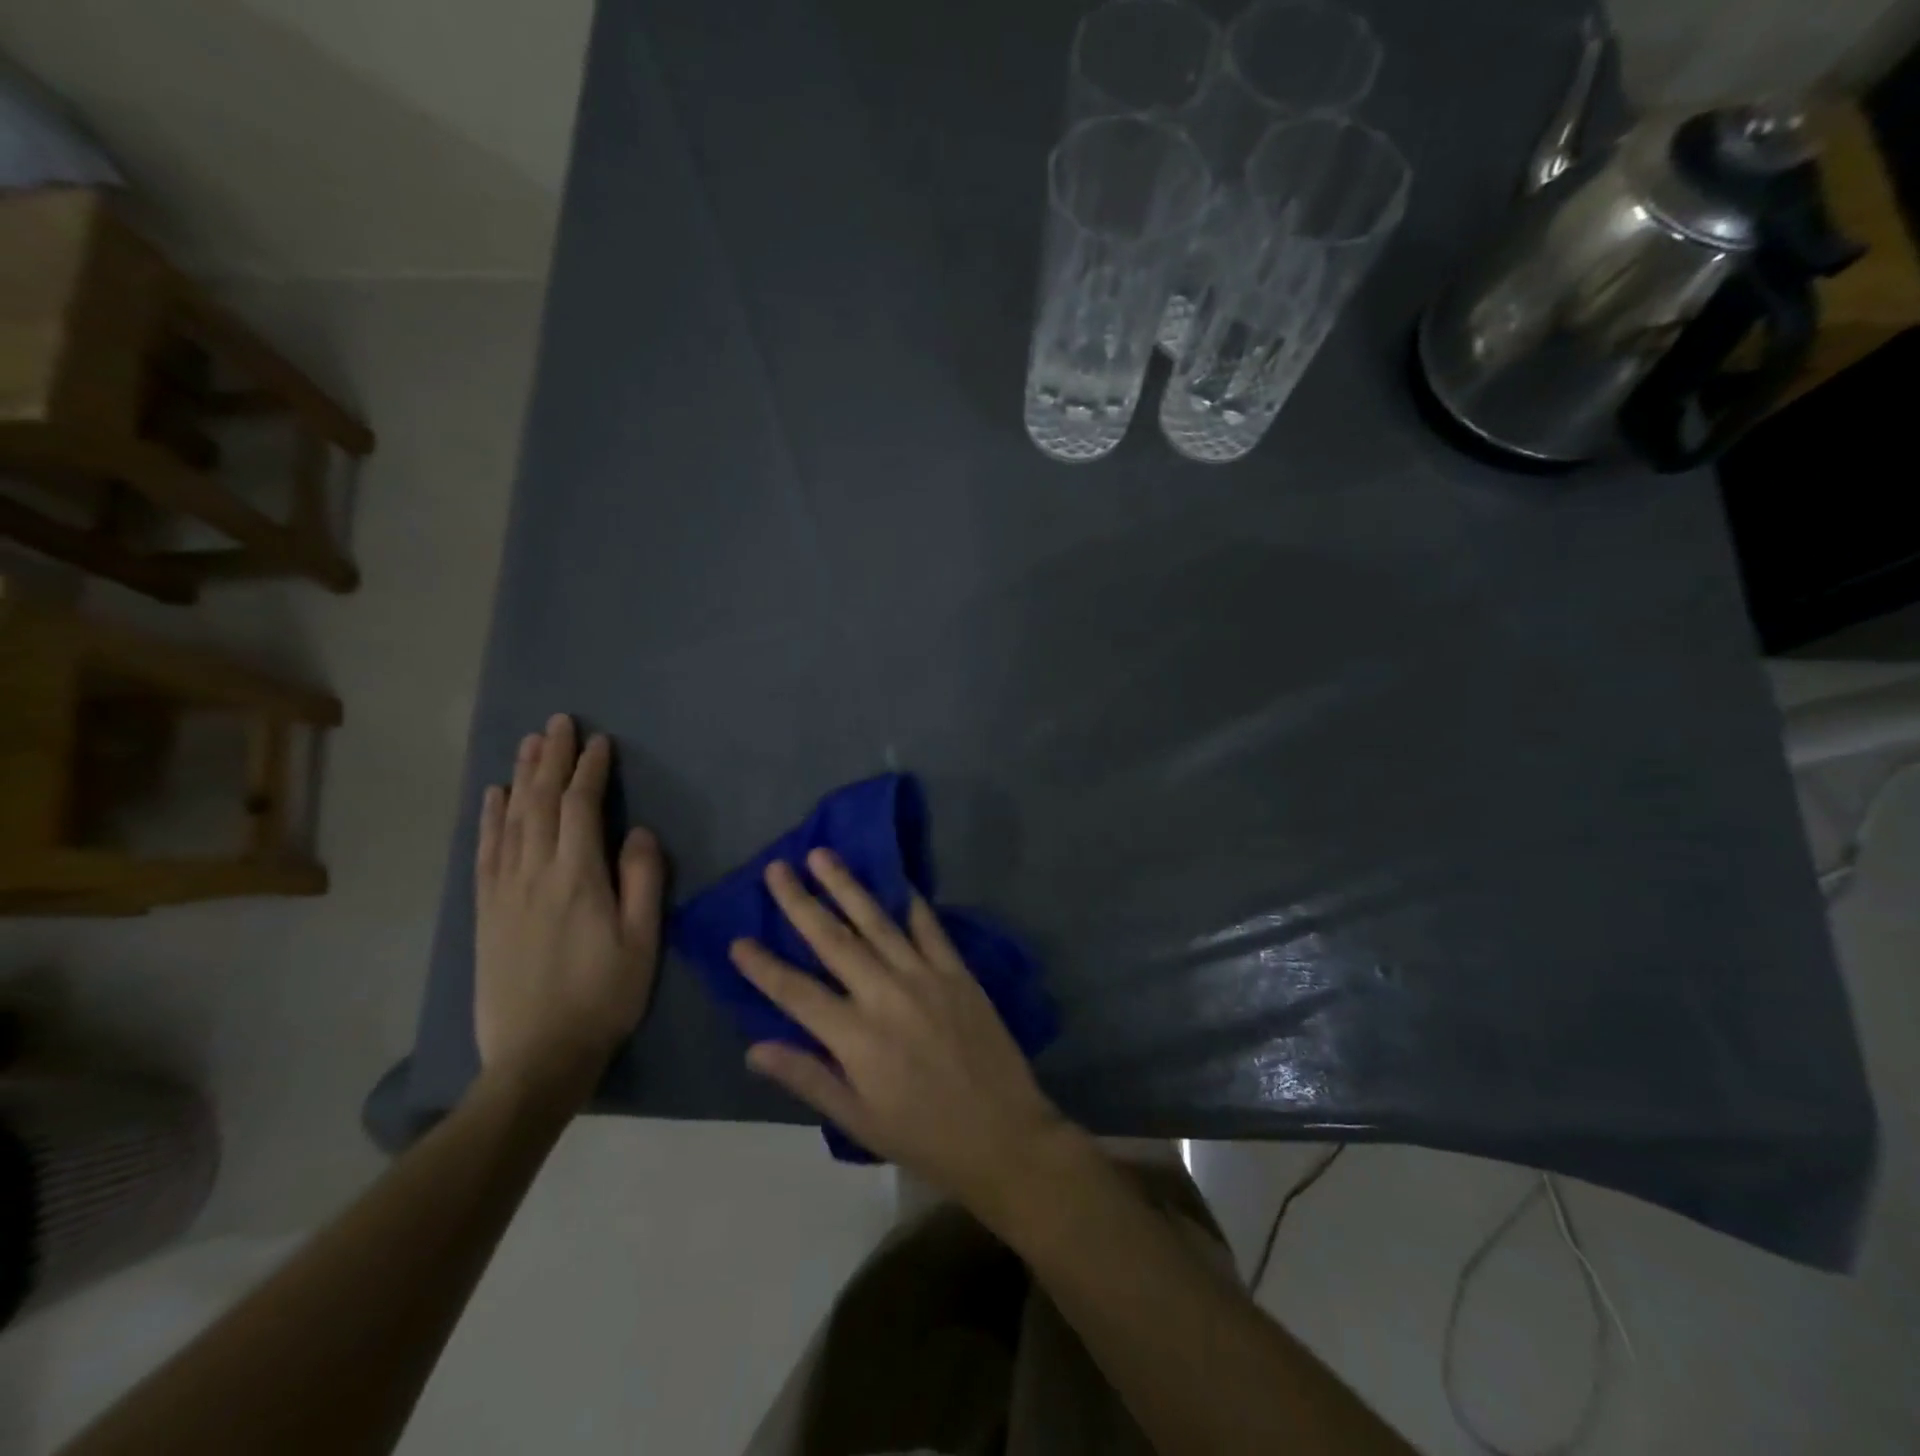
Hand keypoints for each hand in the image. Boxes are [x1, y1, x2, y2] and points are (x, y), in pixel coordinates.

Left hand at [475, 714, 664, 1099]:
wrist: (536, 1056)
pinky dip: (490, 818)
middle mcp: (534, 874)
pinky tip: (494, 797)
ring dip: (521, 777)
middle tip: (559, 722)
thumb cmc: (604, 997)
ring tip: (529, 743)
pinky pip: (485, 851)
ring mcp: (503, 892)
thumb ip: (643, 881)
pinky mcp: (485, 912)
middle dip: (551, 759)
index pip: (581, 808)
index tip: (599, 742)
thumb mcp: (642, 942)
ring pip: (510, 820)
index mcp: (577, 879)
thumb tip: (640, 832)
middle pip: (540, 803)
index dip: (589, 770)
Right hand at [729, 851, 1069, 1214]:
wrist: (1003, 1134)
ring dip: (847, 886)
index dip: (763, 966)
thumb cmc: (924, 1136)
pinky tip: (895, 878)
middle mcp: (886, 996)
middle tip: (777, 869)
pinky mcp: (957, 972)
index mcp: (856, 1038)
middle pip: (834, 941)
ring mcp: (925, 977)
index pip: (796, 993)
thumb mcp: (858, 1120)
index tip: (737, 939)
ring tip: (823, 855)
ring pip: (877, 922)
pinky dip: (910, 901)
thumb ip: (807, 1077)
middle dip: (800, 903)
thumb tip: (754, 1049)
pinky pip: (929, 927)